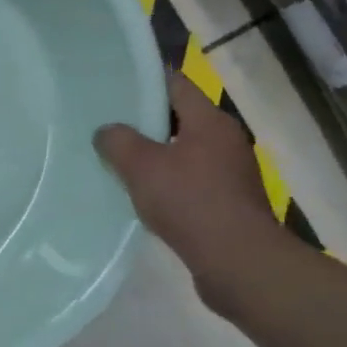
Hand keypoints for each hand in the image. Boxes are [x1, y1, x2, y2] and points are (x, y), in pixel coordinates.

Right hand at [94, 71, 282, 311]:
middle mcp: (226, 140)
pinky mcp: (229, 203)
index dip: (144, 81)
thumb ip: (118, 141)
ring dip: (155, 155)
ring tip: (118, 160)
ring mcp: (231, 173)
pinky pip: (191, 181)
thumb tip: (107, 132)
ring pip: (184, 151)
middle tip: (108, 123)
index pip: (175, 84)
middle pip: (180, 118)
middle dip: (145, 121)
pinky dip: (168, 182)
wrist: (240, 265)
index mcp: (211, 121)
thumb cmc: (191, 203)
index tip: (114, 84)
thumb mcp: (141, 166)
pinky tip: (143, 195)